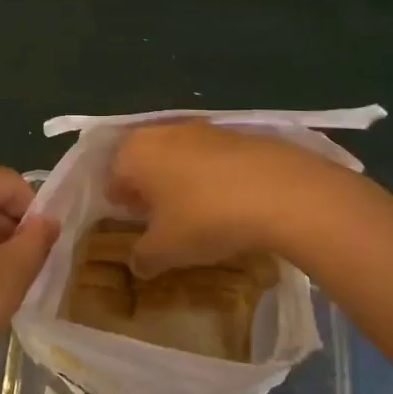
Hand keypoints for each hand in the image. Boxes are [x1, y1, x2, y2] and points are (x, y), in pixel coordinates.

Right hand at [108, 121, 338, 275]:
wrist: (278, 191)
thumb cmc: (205, 217)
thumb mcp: (166, 250)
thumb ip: (144, 257)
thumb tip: (137, 264)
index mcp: (135, 153)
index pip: (113, 174)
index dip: (119, 200)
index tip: (130, 220)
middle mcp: (162, 132)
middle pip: (144, 159)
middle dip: (147, 186)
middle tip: (157, 215)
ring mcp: (201, 129)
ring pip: (176, 154)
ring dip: (178, 178)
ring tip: (192, 209)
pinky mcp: (235, 134)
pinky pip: (209, 156)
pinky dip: (209, 174)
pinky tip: (224, 199)